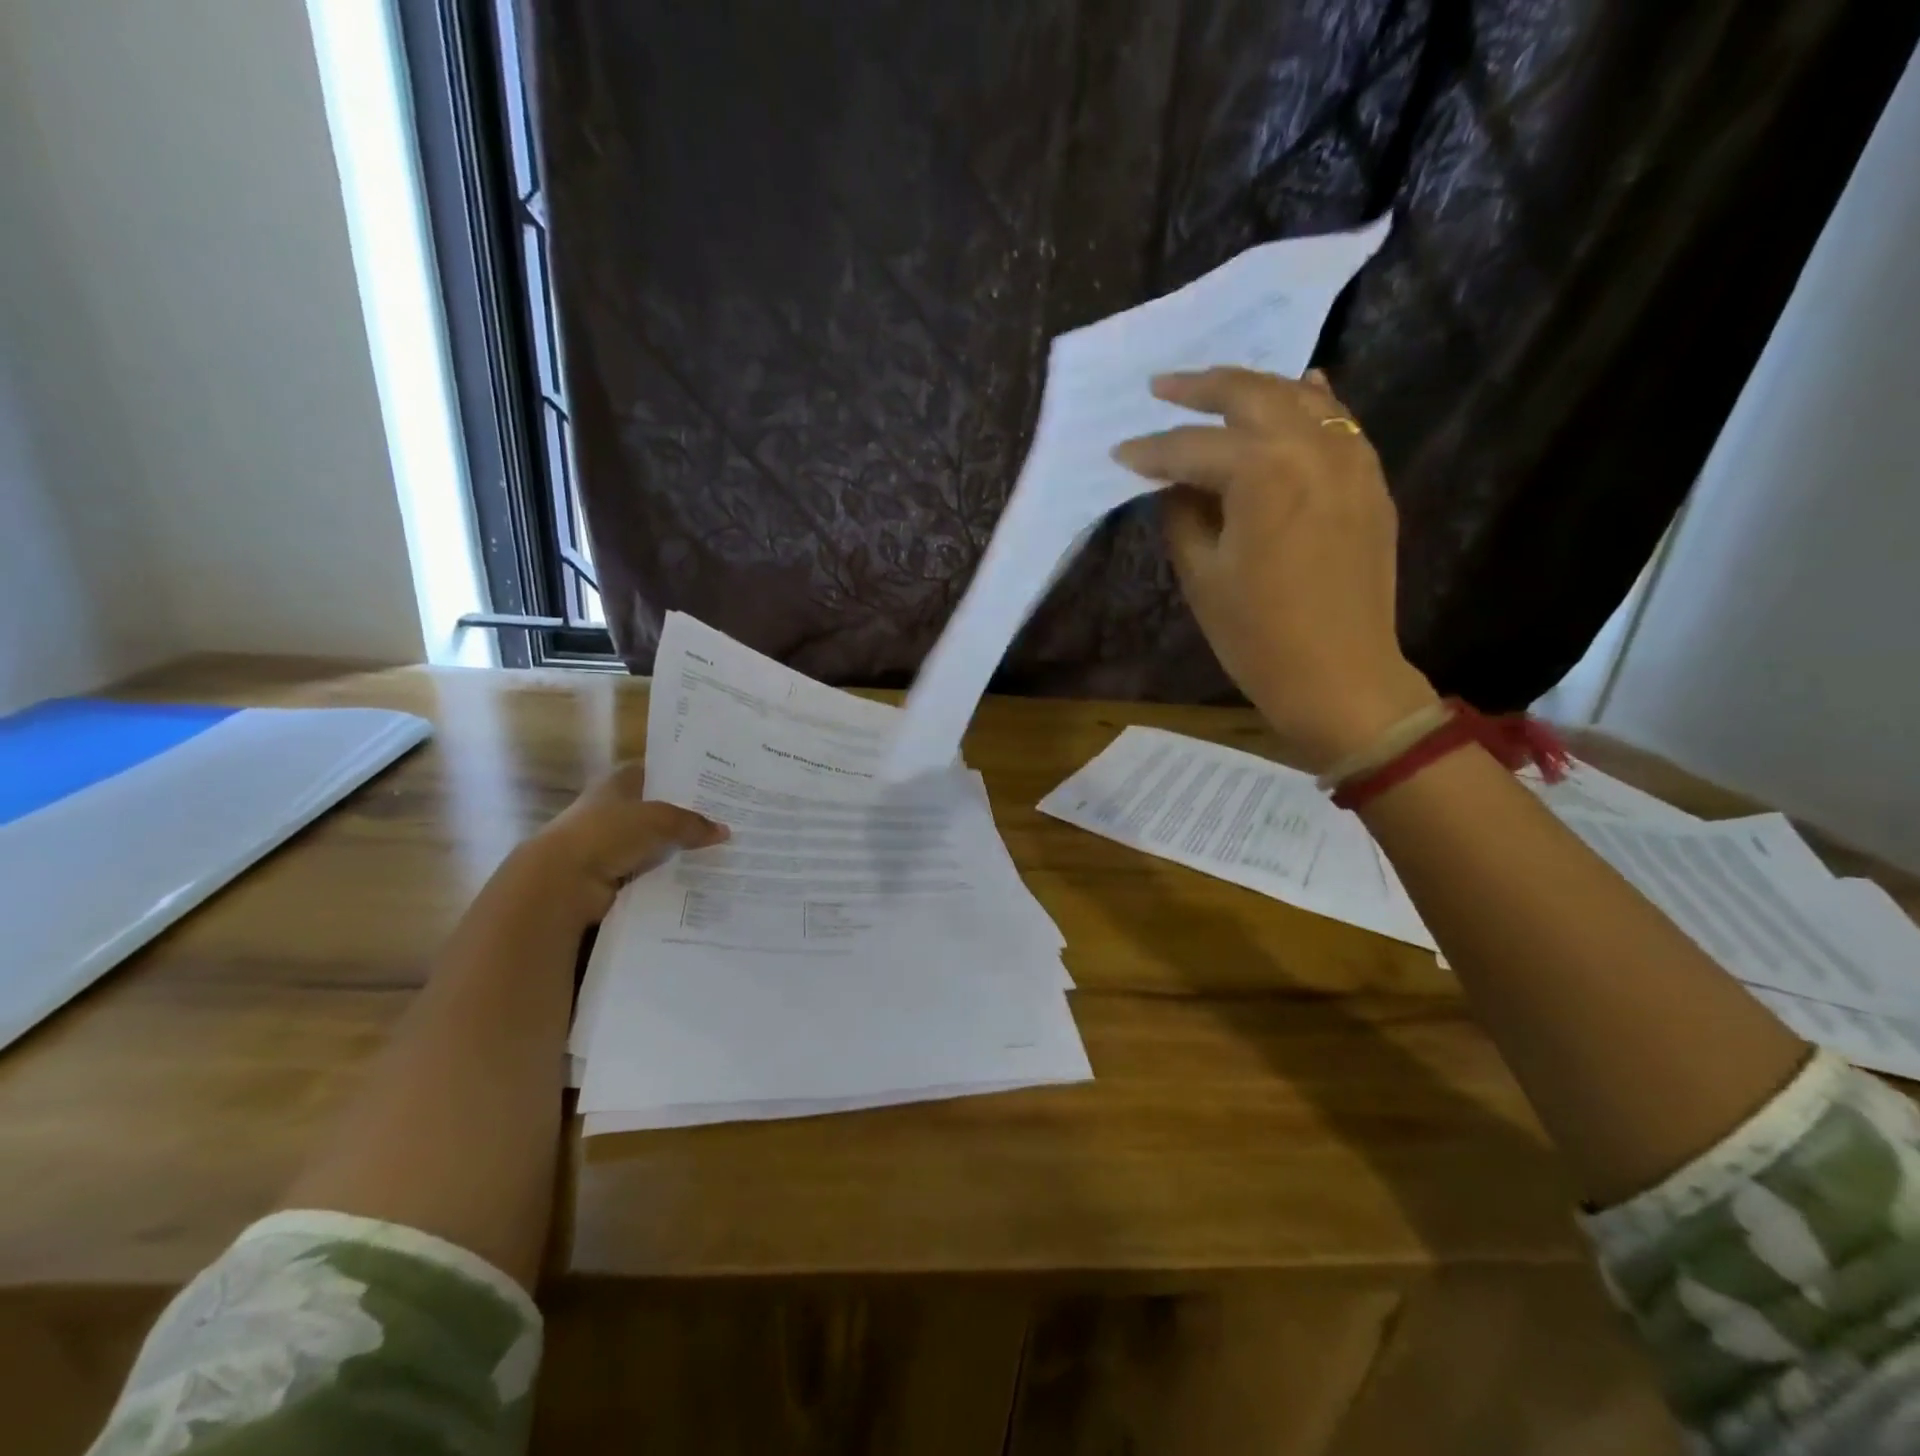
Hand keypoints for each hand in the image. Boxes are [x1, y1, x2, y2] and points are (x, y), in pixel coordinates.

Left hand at [520, 763, 728, 922]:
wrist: (564, 882)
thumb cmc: (607, 833)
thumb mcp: (659, 819)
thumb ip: (692, 823)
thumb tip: (724, 831)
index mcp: (616, 784)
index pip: (651, 772)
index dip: (677, 776)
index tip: (709, 786)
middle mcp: (610, 810)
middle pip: (655, 810)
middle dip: (684, 817)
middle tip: (724, 822)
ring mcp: (608, 845)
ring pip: (653, 844)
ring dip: (677, 850)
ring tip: (717, 853)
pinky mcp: (610, 876)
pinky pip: (647, 873)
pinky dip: (666, 877)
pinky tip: (695, 878)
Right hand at [1113, 367, 1438, 772]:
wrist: (1341, 676)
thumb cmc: (1258, 636)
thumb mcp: (1202, 577)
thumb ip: (1182, 516)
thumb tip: (1175, 485)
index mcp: (1263, 472)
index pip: (1193, 448)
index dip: (1151, 451)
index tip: (1118, 453)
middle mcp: (1312, 447)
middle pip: (1250, 396)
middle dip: (1200, 389)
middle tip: (1161, 387)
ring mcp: (1350, 460)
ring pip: (1299, 398)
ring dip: (1253, 387)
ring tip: (1216, 386)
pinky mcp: (1369, 481)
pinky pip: (1339, 422)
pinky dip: (1311, 402)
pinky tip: (1297, 388)